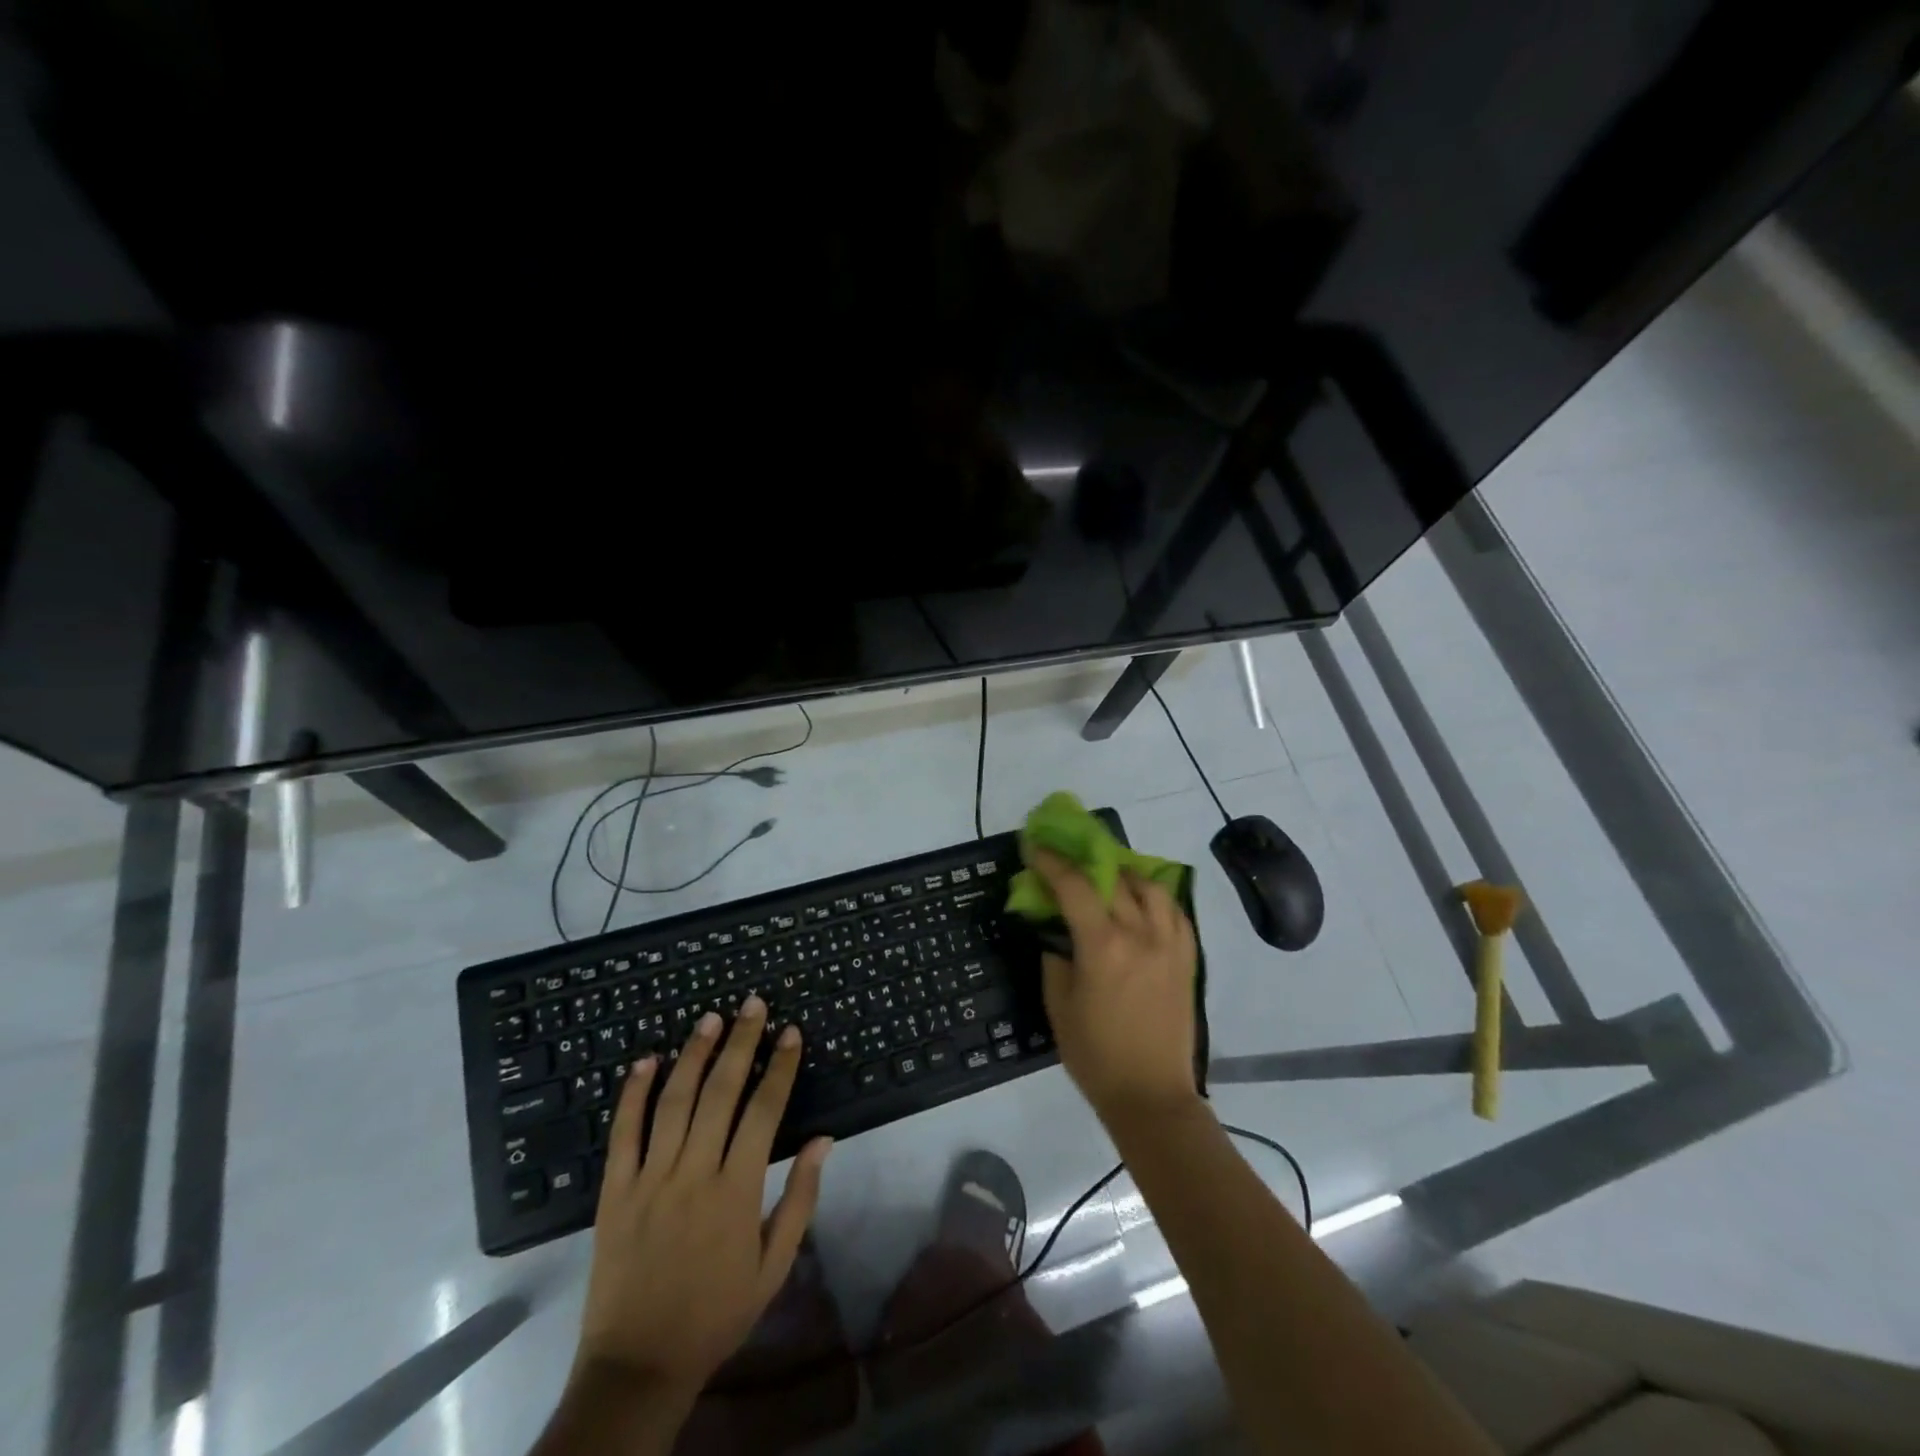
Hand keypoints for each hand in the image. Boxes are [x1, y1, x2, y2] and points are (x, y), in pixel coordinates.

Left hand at [574, 995, 832, 1403]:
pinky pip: (622, 1133)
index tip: (790, 1032)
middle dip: (741, 1042)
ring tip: (710, 1018)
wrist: (638, 1365)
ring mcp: (649, 1179)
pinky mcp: (613, 1192)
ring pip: (673, 1101)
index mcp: (737, 1190)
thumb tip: (824, 1140)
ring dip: (693, 1054)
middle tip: (753, 1004)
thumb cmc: (716, 1313)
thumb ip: (800, 1199)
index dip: (780, 1066)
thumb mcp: (774, 1267)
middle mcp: (694, 1173)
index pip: (764, 1110)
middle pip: (720, 1092)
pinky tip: (646, 1061)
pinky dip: (633, 1094)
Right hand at [1030, 849, 1200, 1125]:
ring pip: (1151, 888)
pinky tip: (1144, 902)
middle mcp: (1140, 934)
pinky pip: (1177, 913)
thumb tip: (1057, 934)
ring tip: (1110, 877)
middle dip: (1085, 861)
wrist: (1151, 1096)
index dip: (1051, 862)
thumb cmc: (1095, 1055)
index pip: (1074, 887)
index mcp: (1103, 946)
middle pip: (1112, 880)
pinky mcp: (1188, 959)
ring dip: (1126, 874)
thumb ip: (1056, 960)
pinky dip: (1158, 898)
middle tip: (1066, 858)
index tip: (1035, 846)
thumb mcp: (1059, 1006)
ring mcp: (1170, 945)